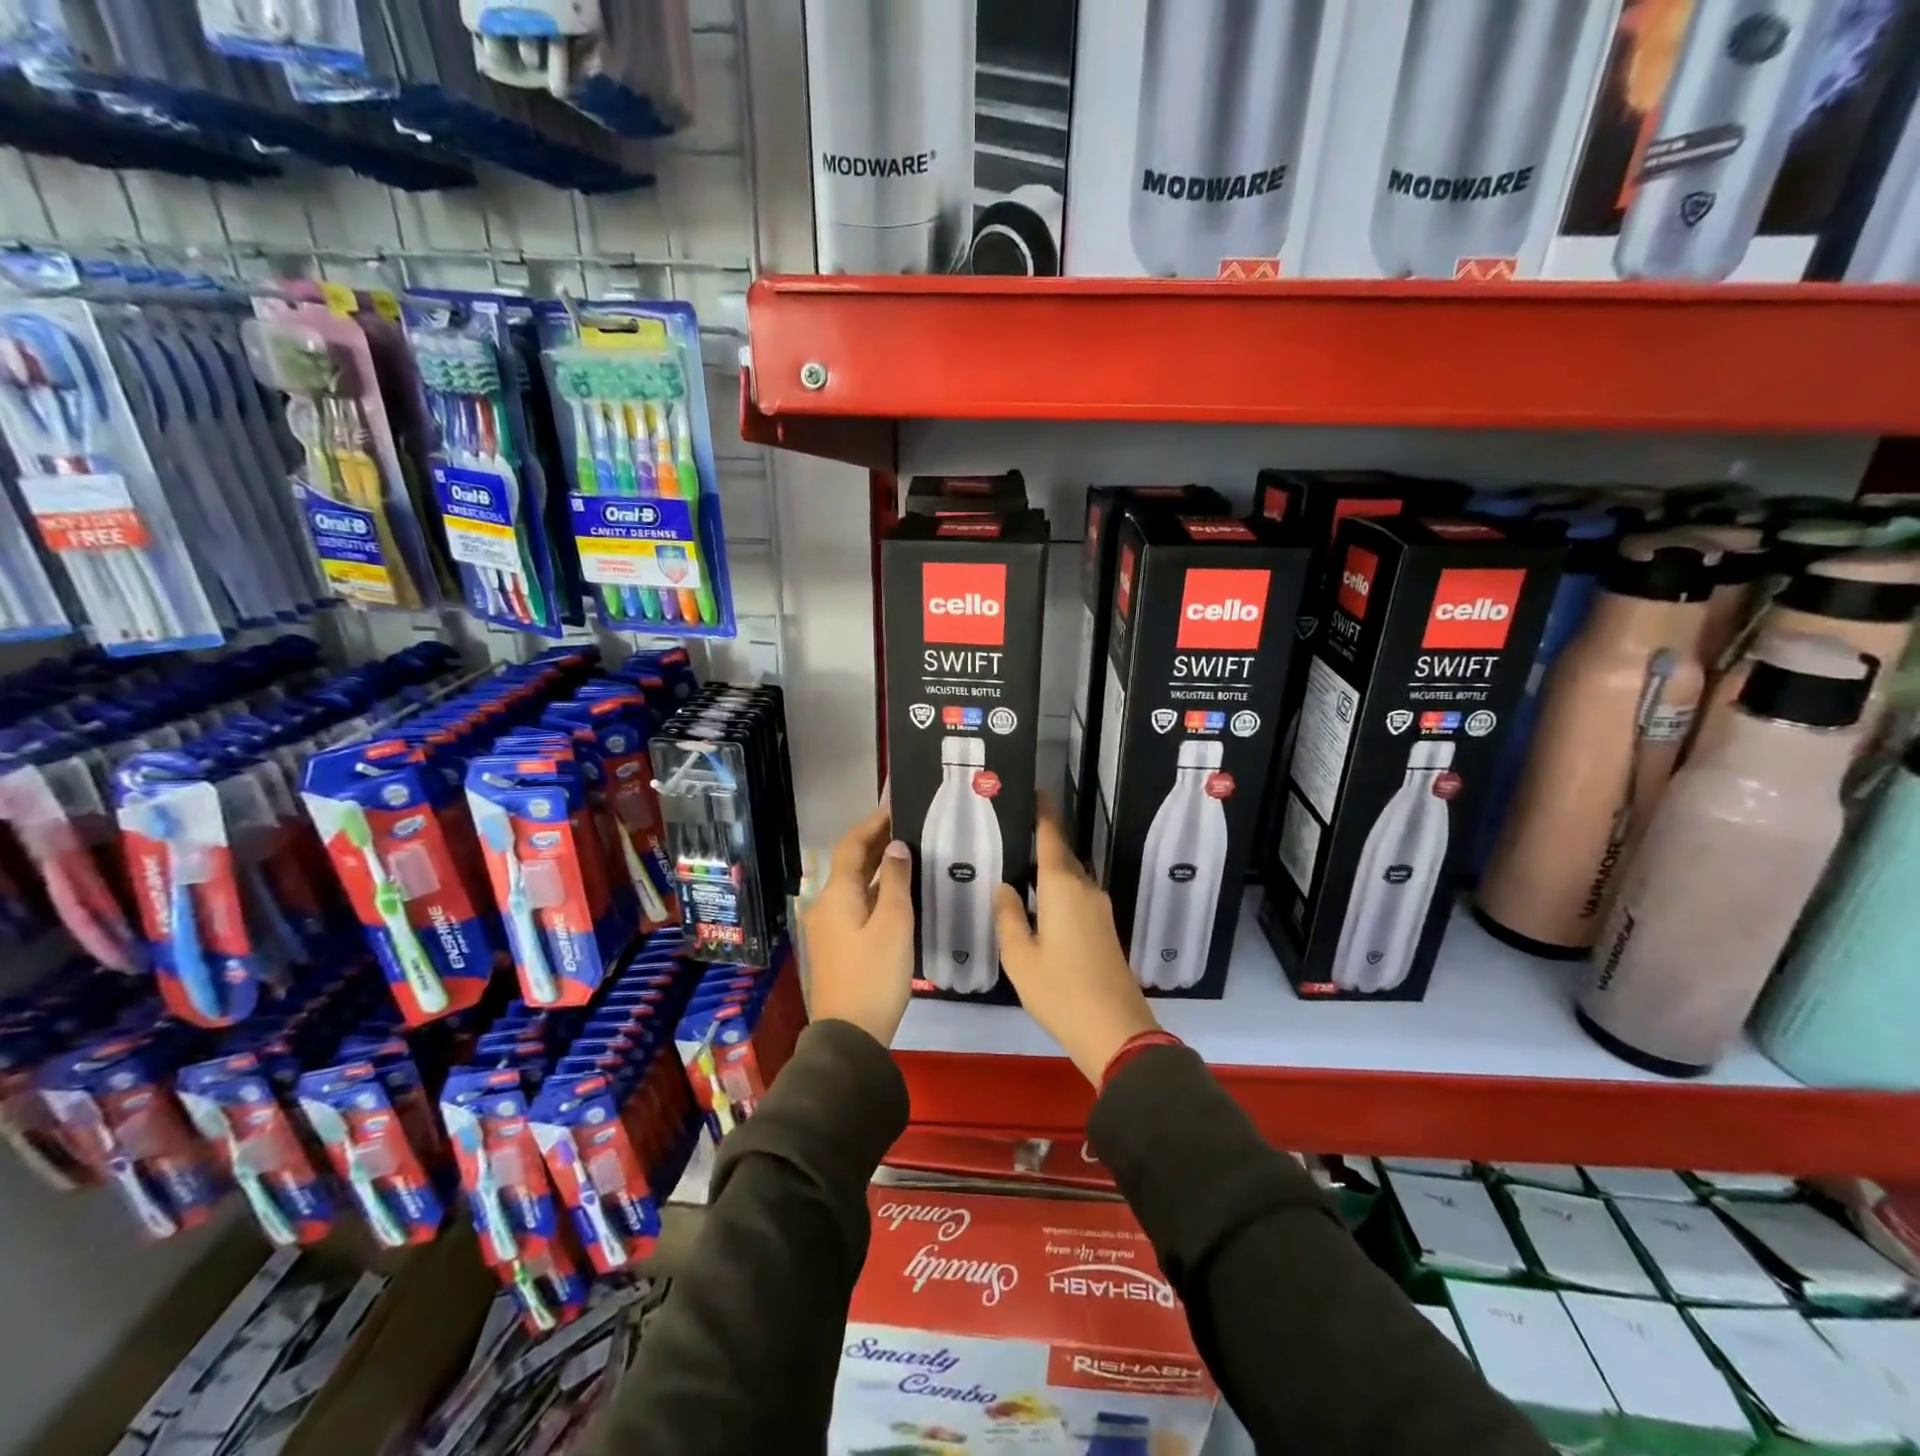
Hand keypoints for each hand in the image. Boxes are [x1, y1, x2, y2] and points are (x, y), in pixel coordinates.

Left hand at [803, 805, 914, 1046]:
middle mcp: (827, 905)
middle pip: (852, 864)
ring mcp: (830, 927)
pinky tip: (900, 892)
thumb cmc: (874, 974)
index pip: (852, 845)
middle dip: (877, 843)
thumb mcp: (894, 923)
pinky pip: (858, 905)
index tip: (895, 806)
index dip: (872, 824)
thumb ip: (896, 881)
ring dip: (879, 867)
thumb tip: (897, 847)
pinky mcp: (839, 945)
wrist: (850, 1034)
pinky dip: (877, 891)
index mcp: (836, 894)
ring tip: (910, 852)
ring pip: (856, 885)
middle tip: (909, 826)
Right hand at [994, 809, 1160, 1084]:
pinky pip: (1078, 895)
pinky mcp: (1105, 929)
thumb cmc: (1060, 990)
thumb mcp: (1020, 957)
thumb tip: (1005, 887)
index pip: (1052, 838)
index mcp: (1063, 888)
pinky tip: (1042, 903)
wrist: (1115, 1030)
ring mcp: (1100, 910)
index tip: (1038, 791)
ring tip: (1022, 867)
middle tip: (1015, 833)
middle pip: (1064, 856)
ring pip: (1072, 877)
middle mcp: (1085, 890)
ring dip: (1052, 869)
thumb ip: (1008, 917)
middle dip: (1045, 841)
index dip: (1045, 814)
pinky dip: (1060, 890)